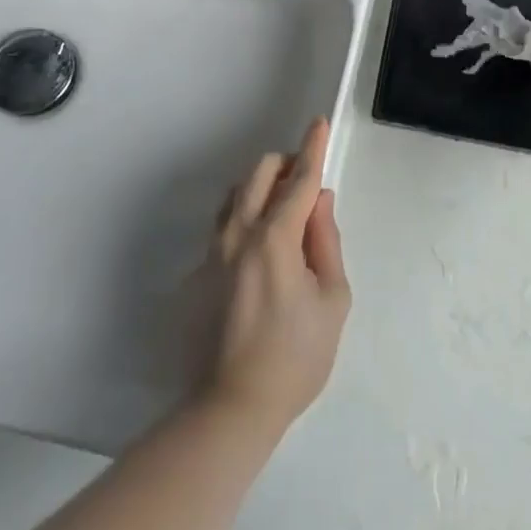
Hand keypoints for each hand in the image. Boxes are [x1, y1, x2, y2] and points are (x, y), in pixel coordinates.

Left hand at [203, 118, 351, 435]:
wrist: (232, 406)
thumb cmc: (295, 356)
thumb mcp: (332, 300)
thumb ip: (326, 241)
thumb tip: (319, 202)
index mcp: (275, 238)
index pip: (299, 180)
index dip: (312, 149)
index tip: (318, 123)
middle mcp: (238, 233)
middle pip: (258, 173)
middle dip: (285, 165)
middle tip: (306, 184)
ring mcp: (212, 251)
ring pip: (236, 195)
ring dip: (261, 189)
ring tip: (284, 215)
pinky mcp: (198, 272)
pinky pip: (223, 226)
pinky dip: (244, 219)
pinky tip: (259, 252)